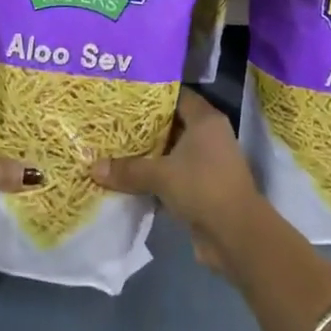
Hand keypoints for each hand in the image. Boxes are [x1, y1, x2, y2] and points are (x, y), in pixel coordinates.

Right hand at [92, 89, 263, 270]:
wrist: (237, 236)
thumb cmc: (202, 187)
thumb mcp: (160, 175)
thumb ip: (128, 170)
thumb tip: (93, 168)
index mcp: (205, 120)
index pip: (177, 95)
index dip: (152, 94)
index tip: (125, 95)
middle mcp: (210, 136)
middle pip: (172, 124)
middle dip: (144, 127)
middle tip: (113, 122)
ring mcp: (209, 164)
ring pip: (172, 153)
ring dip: (149, 156)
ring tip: (115, 150)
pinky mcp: (205, 189)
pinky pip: (175, 176)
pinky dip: (157, 179)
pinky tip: (130, 181)